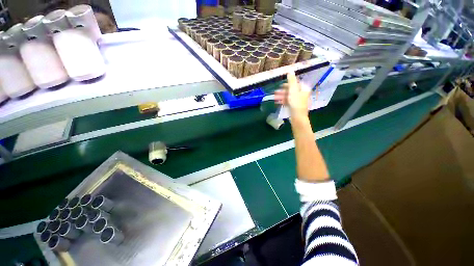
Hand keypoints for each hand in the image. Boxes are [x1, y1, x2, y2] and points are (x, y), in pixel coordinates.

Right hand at [274, 71, 310, 118]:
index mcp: (303, 89)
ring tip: (274, 98)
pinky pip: (288, 102)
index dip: (288, 84)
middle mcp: (302, 94)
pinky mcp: (294, 107)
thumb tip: (290, 70)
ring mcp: (298, 101)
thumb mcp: (293, 90)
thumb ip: (291, 81)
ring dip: (281, 96)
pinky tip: (277, 102)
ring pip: (289, 97)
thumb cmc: (296, 102)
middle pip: (291, 91)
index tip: (281, 85)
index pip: (296, 84)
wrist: (297, 117)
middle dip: (282, 91)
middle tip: (275, 92)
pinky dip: (283, 101)